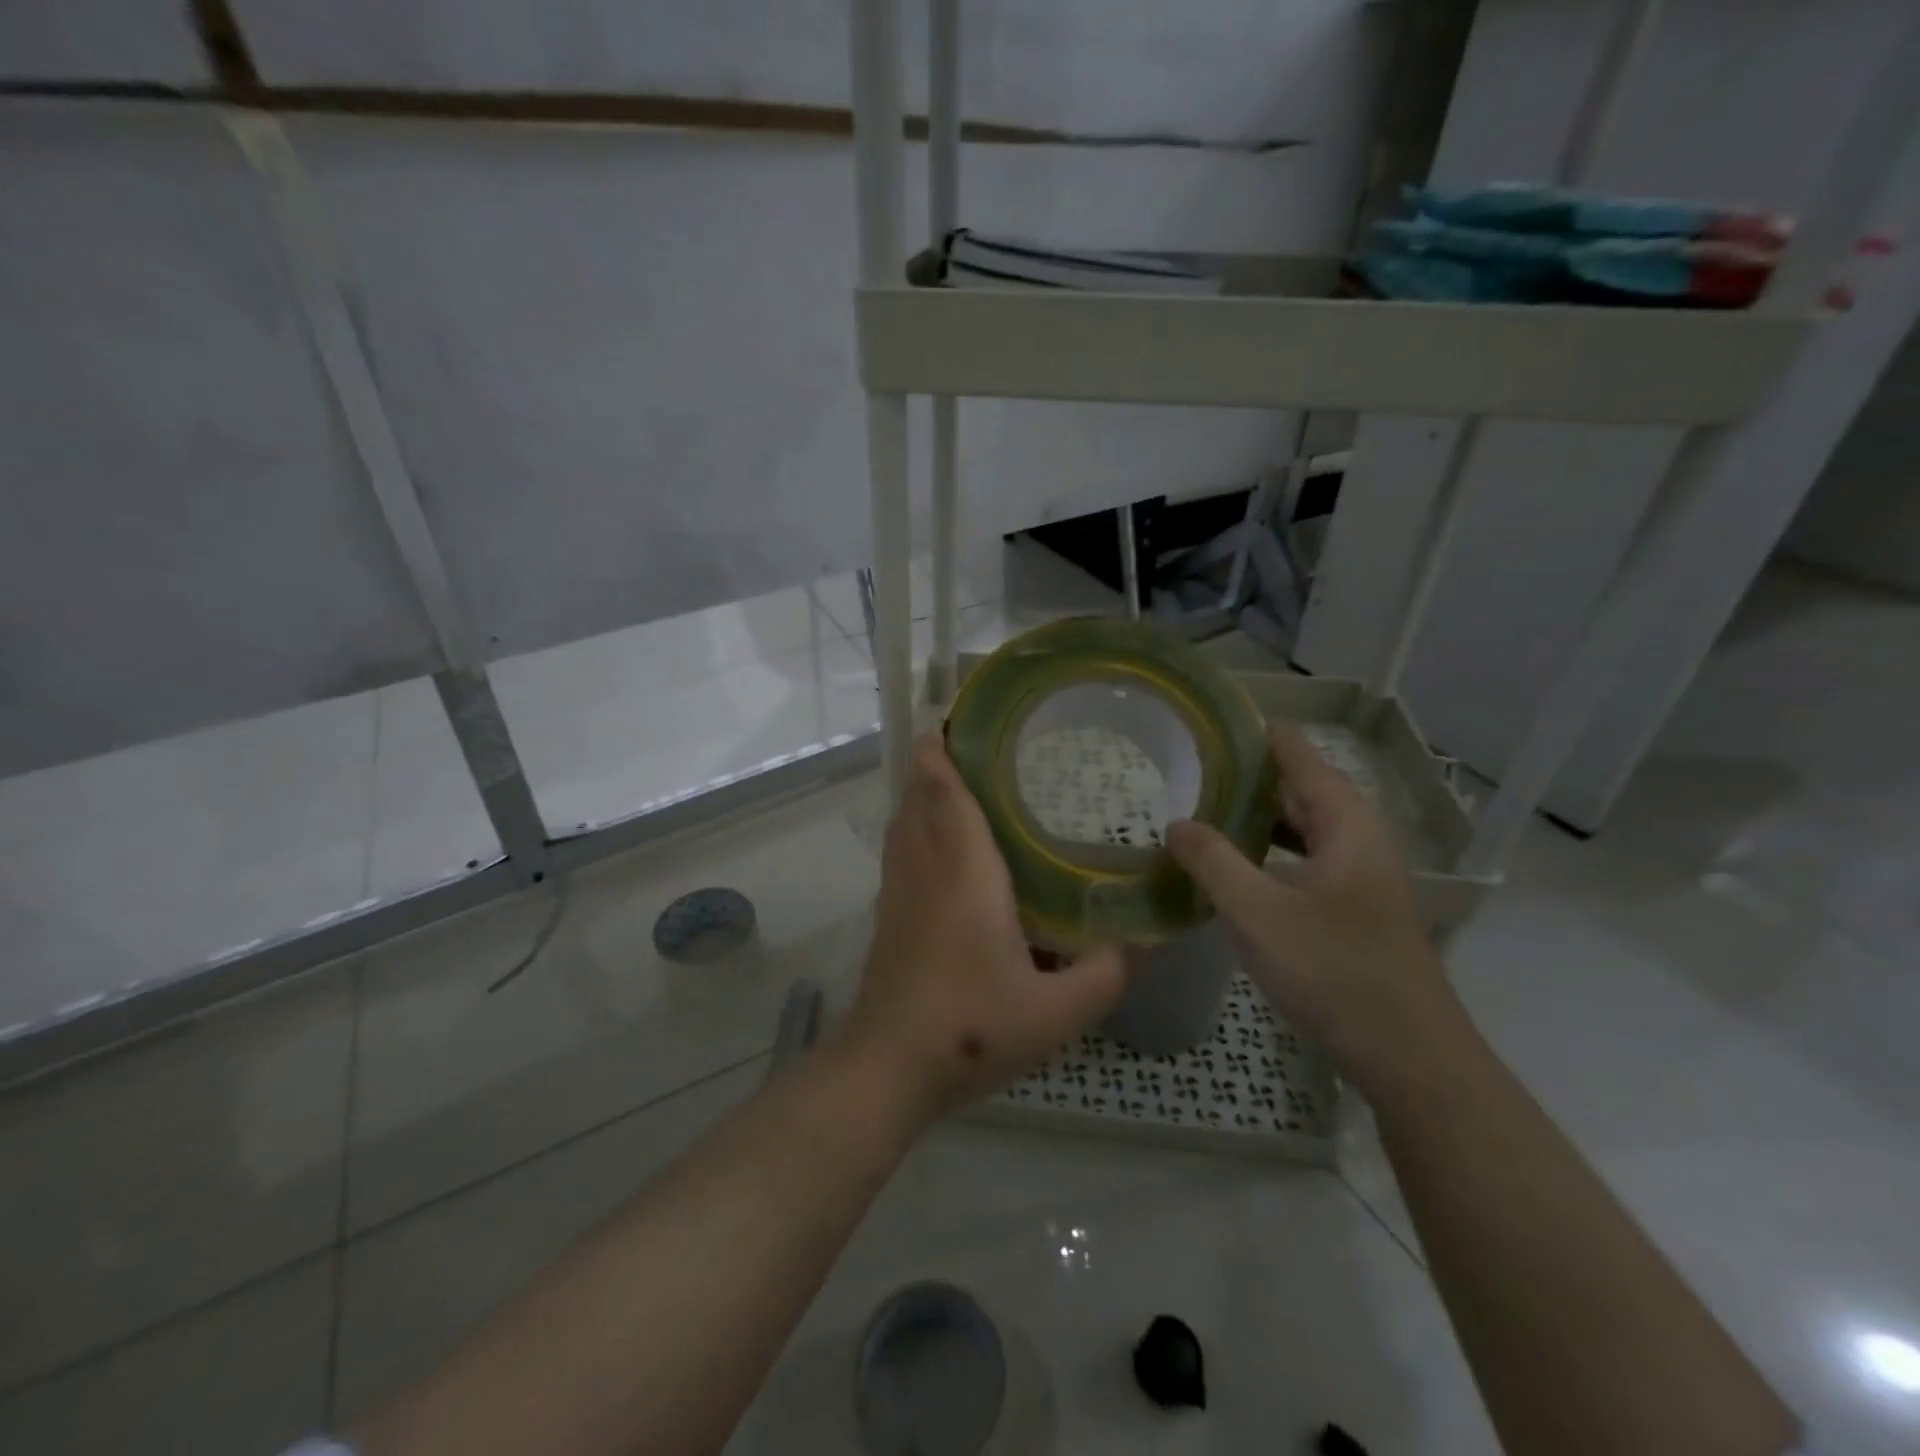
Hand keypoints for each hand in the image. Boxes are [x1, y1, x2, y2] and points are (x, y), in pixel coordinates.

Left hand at [839, 732, 1128, 1118]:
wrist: (890, 1066)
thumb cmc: (972, 1028)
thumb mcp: (1057, 1012)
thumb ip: (1108, 973)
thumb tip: (1145, 941)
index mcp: (963, 871)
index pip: (945, 791)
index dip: (943, 750)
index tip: (956, 719)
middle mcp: (924, 868)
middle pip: (919, 797)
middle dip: (936, 763)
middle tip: (976, 745)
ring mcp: (897, 891)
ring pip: (902, 822)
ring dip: (922, 794)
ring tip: (960, 784)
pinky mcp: (887, 915)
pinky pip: (898, 851)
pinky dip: (914, 828)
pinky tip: (943, 849)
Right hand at [1166, 722, 1460, 1088]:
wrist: (1407, 1054)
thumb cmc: (1334, 971)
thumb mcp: (1258, 912)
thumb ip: (1212, 861)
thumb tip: (1176, 822)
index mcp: (1346, 822)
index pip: (1297, 752)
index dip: (1254, 732)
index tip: (1205, 719)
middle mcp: (1358, 837)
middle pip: (1298, 786)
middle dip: (1245, 774)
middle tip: (1185, 764)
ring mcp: (1358, 873)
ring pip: (1300, 826)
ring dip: (1254, 815)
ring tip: (1198, 806)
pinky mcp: (1351, 905)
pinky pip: (1302, 858)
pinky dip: (1266, 850)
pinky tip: (1231, 864)